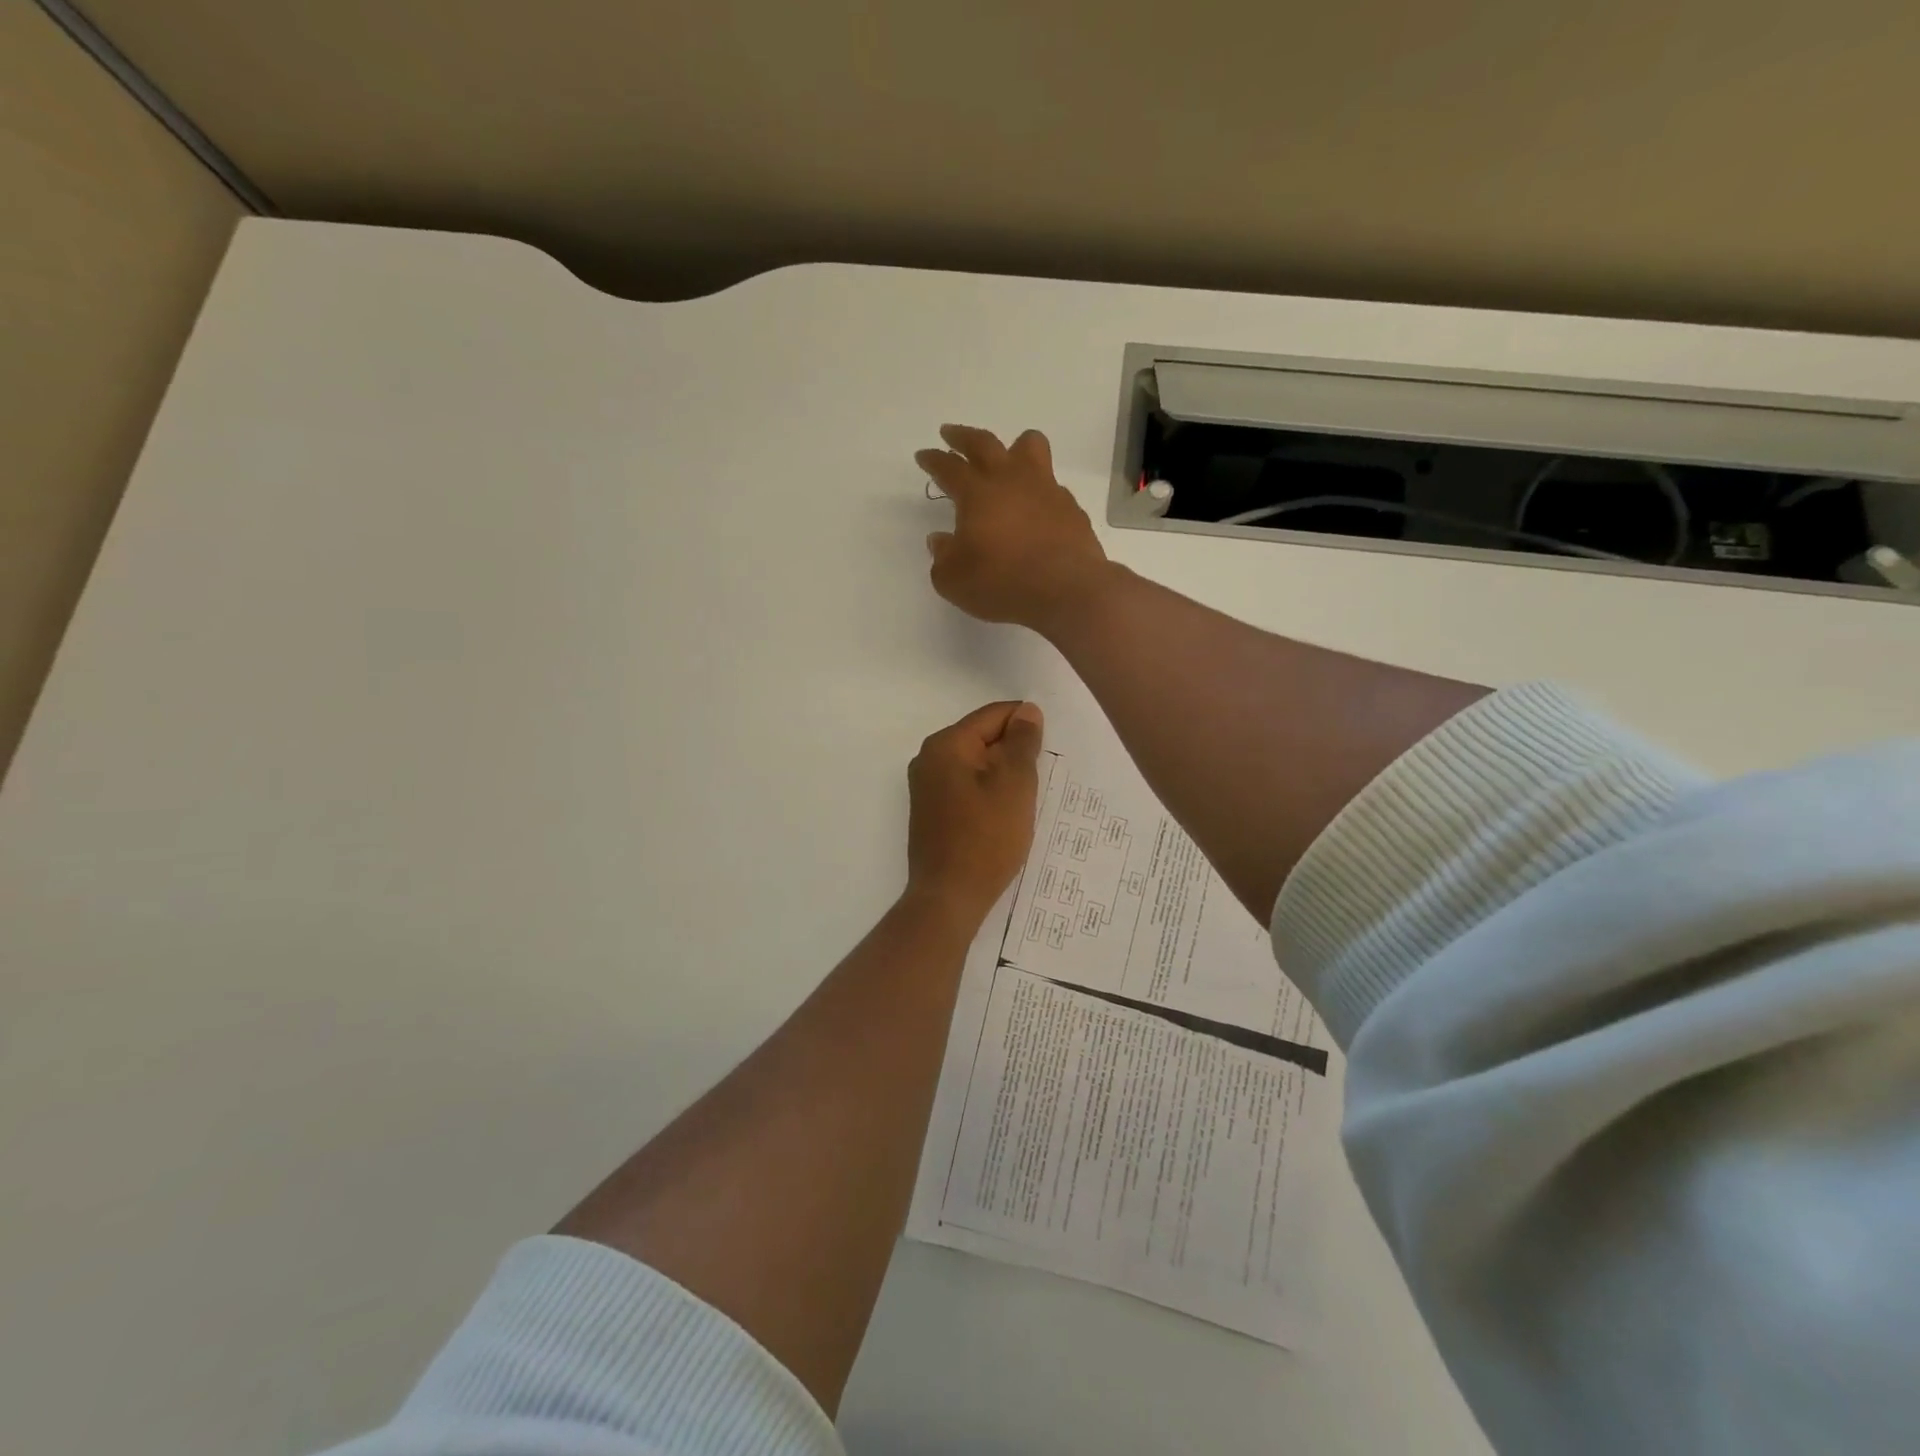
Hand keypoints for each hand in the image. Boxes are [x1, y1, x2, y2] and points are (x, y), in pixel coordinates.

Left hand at [906, 700, 1045, 921]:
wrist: (949, 896)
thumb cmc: (986, 837)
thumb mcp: (1014, 784)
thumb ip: (1023, 741)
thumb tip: (1026, 712)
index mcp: (946, 744)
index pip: (994, 715)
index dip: (1026, 726)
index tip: (1048, 752)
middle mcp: (929, 758)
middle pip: (983, 738)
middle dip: (1014, 752)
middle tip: (1039, 780)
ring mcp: (926, 787)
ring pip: (976, 765)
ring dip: (1002, 775)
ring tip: (1024, 800)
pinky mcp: (931, 811)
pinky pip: (966, 787)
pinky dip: (987, 793)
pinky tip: (1003, 816)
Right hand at [917, 425, 1111, 635]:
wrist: (1066, 591)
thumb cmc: (1003, 583)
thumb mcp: (955, 580)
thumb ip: (943, 557)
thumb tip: (941, 540)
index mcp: (977, 494)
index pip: (949, 467)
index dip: (934, 459)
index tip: (924, 455)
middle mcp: (1011, 481)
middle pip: (984, 443)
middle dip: (963, 437)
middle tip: (951, 434)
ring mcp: (1045, 490)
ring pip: (1030, 447)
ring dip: (1013, 446)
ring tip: (1008, 455)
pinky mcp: (1070, 507)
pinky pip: (1051, 484)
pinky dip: (1038, 488)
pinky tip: (1034, 506)